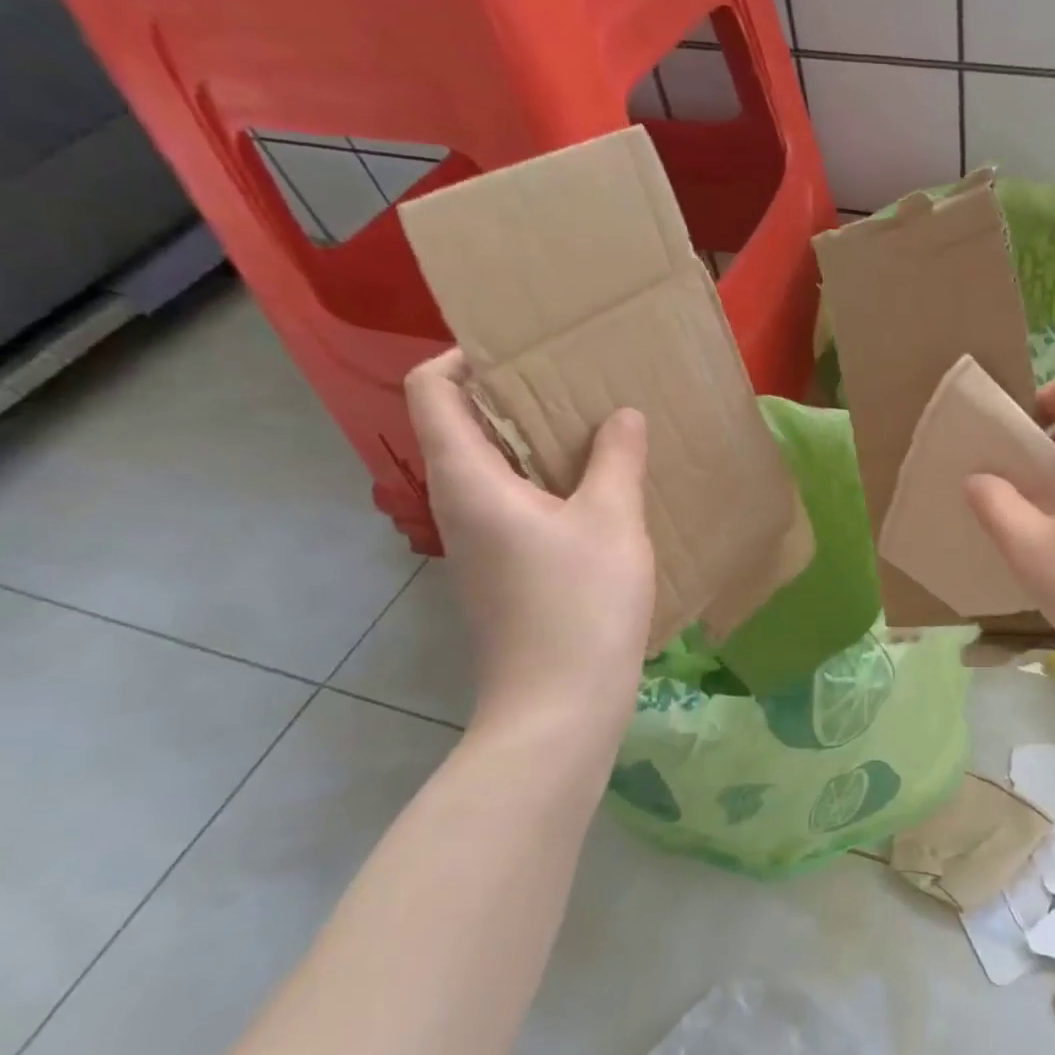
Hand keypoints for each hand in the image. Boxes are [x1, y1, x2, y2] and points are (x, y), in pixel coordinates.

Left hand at [405, 351, 654, 741]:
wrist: (559, 707)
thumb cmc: (580, 604)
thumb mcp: (612, 521)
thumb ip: (617, 458)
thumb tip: (622, 416)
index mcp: (469, 480)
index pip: (432, 392)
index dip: (464, 357)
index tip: (521, 347)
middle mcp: (459, 506)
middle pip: (463, 427)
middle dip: (513, 396)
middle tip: (576, 380)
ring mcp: (478, 545)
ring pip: (492, 470)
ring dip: (535, 442)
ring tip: (595, 428)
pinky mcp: (502, 573)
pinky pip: (514, 505)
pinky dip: (546, 483)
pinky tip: (599, 491)